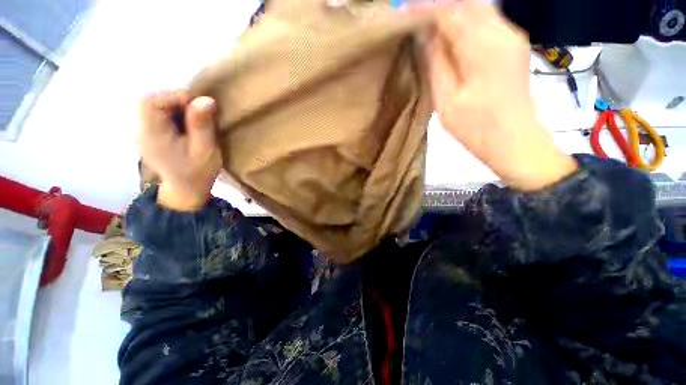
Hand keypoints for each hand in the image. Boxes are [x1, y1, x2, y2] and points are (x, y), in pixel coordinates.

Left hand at [137, 90, 221, 210]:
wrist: (187, 189)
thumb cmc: (199, 172)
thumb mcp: (206, 150)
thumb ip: (202, 125)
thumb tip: (206, 99)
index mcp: (152, 135)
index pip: (150, 102)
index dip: (173, 97)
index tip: (197, 107)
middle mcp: (141, 130)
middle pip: (149, 101)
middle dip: (174, 101)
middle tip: (197, 113)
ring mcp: (143, 132)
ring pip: (152, 105)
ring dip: (174, 107)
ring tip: (193, 120)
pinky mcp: (149, 134)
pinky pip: (155, 114)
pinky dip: (172, 113)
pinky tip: (185, 125)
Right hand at [421, 1, 577, 190]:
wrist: (514, 140)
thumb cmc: (476, 127)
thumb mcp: (447, 100)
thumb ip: (436, 64)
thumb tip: (425, 36)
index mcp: (483, 47)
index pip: (449, 13)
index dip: (424, 10)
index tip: (403, 12)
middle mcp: (503, 32)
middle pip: (467, 4)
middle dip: (437, 6)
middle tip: (414, 16)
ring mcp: (512, 37)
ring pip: (478, 9)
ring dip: (451, 12)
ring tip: (428, 23)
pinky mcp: (514, 46)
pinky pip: (487, 21)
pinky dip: (465, 21)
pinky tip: (450, 32)